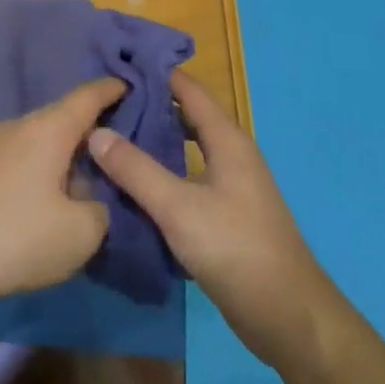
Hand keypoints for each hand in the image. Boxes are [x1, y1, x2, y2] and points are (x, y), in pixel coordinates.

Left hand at [0, 78, 123, 309]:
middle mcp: (19, 126)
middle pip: (62, 118)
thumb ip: (100, 210)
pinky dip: (37, 170)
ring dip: (61, 156)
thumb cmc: (16, 235)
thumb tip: (90, 200)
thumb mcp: (80, 234)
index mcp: (50, 129)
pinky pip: (18, 159)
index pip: (88, 96)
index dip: (111, 89)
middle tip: (115, 147)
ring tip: (81, 181)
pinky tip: (40, 201)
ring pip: (38, 141)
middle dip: (88, 130)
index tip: (129, 84)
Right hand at [89, 70, 336, 374]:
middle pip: (186, 116)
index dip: (155, 73)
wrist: (288, 317)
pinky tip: (134, 183)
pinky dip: (162, 171)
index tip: (116, 66)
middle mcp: (231, 153)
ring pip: (186, 149)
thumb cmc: (236, 249)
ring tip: (111, 137)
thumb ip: (136, 169)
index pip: (187, 89)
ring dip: (154, 140)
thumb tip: (95, 132)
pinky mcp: (226, 213)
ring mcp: (231, 185)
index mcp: (227, 139)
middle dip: (149, 106)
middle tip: (105, 103)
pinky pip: (188, 177)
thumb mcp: (178, 207)